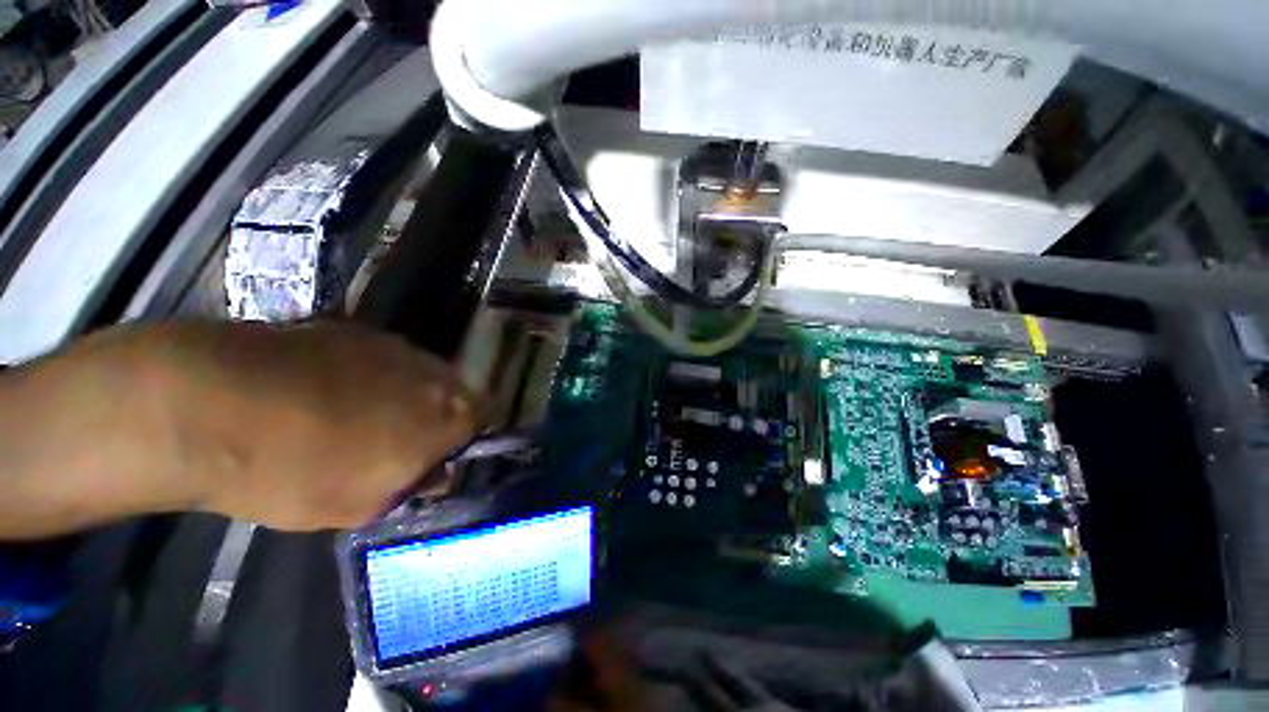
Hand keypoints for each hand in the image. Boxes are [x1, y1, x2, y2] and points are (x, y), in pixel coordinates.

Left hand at [1, 321, 480, 537]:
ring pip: (416, 372)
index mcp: (445, 414)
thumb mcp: (360, 506)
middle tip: (398, 440)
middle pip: (453, 390)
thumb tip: (429, 471)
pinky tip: (322, 393)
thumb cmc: (294, 472)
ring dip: (401, 393)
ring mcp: (391, 346)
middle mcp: (432, 373)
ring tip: (355, 418)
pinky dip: (366, 375)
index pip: (483, 416)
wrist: (209, 405)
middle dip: (436, 414)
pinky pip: (377, 357)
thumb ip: (410, 485)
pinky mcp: (349, 330)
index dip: (465, 434)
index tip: (439, 453)